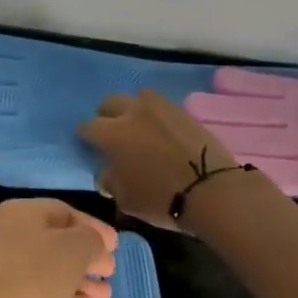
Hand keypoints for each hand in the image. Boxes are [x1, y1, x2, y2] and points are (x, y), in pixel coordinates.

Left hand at [0, 199, 117, 297]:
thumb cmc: (35, 273)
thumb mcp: (75, 248)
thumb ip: (92, 240)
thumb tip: (96, 244)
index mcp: (20, 214)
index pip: (64, 212)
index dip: (93, 227)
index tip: (116, 246)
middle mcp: (8, 236)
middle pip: (56, 243)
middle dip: (87, 258)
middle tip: (110, 272)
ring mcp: (3, 271)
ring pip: (49, 272)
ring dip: (80, 282)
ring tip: (105, 296)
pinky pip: (39, 295)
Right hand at [77, 90, 252, 231]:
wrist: (212, 191)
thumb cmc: (161, 198)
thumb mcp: (125, 199)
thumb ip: (110, 181)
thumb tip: (107, 172)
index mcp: (112, 134)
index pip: (87, 127)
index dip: (85, 137)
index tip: (89, 147)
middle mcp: (132, 112)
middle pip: (109, 103)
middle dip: (105, 116)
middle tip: (111, 134)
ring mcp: (159, 108)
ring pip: (136, 98)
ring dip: (132, 109)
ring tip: (138, 127)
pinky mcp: (182, 110)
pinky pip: (160, 105)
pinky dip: (155, 114)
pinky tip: (160, 130)